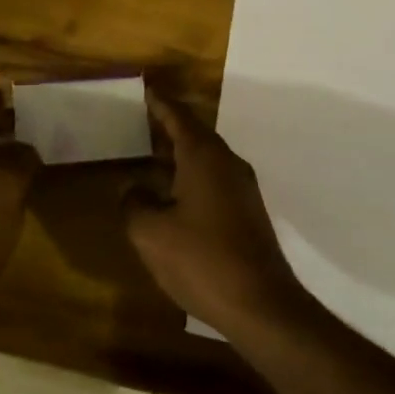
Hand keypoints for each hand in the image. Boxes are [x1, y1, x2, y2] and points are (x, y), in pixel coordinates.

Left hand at [0, 90, 41, 315]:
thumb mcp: (1, 192)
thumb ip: (19, 161)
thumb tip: (28, 148)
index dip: (12, 104)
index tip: (40, 95)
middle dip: (13, 133)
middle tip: (51, 129)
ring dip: (7, 164)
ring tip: (43, 161)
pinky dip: (0, 191)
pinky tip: (22, 201)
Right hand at [125, 86, 306, 334]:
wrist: (262, 305)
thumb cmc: (201, 260)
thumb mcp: (151, 233)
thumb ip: (134, 203)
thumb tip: (133, 188)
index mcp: (203, 156)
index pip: (178, 116)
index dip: (159, 102)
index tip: (145, 88)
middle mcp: (226, 163)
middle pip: (194, 133)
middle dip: (168, 126)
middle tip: (140, 119)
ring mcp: (241, 188)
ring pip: (205, 158)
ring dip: (179, 153)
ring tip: (150, 155)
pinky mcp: (247, 212)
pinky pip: (213, 179)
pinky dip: (190, 175)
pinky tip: (172, 194)